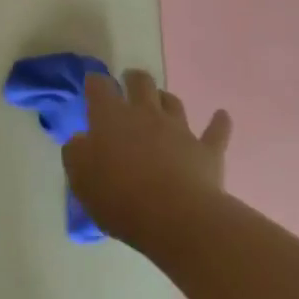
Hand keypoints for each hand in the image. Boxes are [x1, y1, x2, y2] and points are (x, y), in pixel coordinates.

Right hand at [62, 70, 229, 248]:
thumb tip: (81, 140)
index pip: (99, 86)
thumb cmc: (119, 196)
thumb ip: (76, 153)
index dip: (95, 83)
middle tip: (128, 83)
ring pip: (173, 102)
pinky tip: (222, 115)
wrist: (177, 218)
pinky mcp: (207, 151)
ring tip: (161, 101)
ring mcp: (179, 130)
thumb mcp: (80, 178)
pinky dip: (219, 122)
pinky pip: (216, 131)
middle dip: (133, 79)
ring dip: (165, 99)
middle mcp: (145, 114)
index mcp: (110, 117)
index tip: (93, 85)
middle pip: (141, 82)